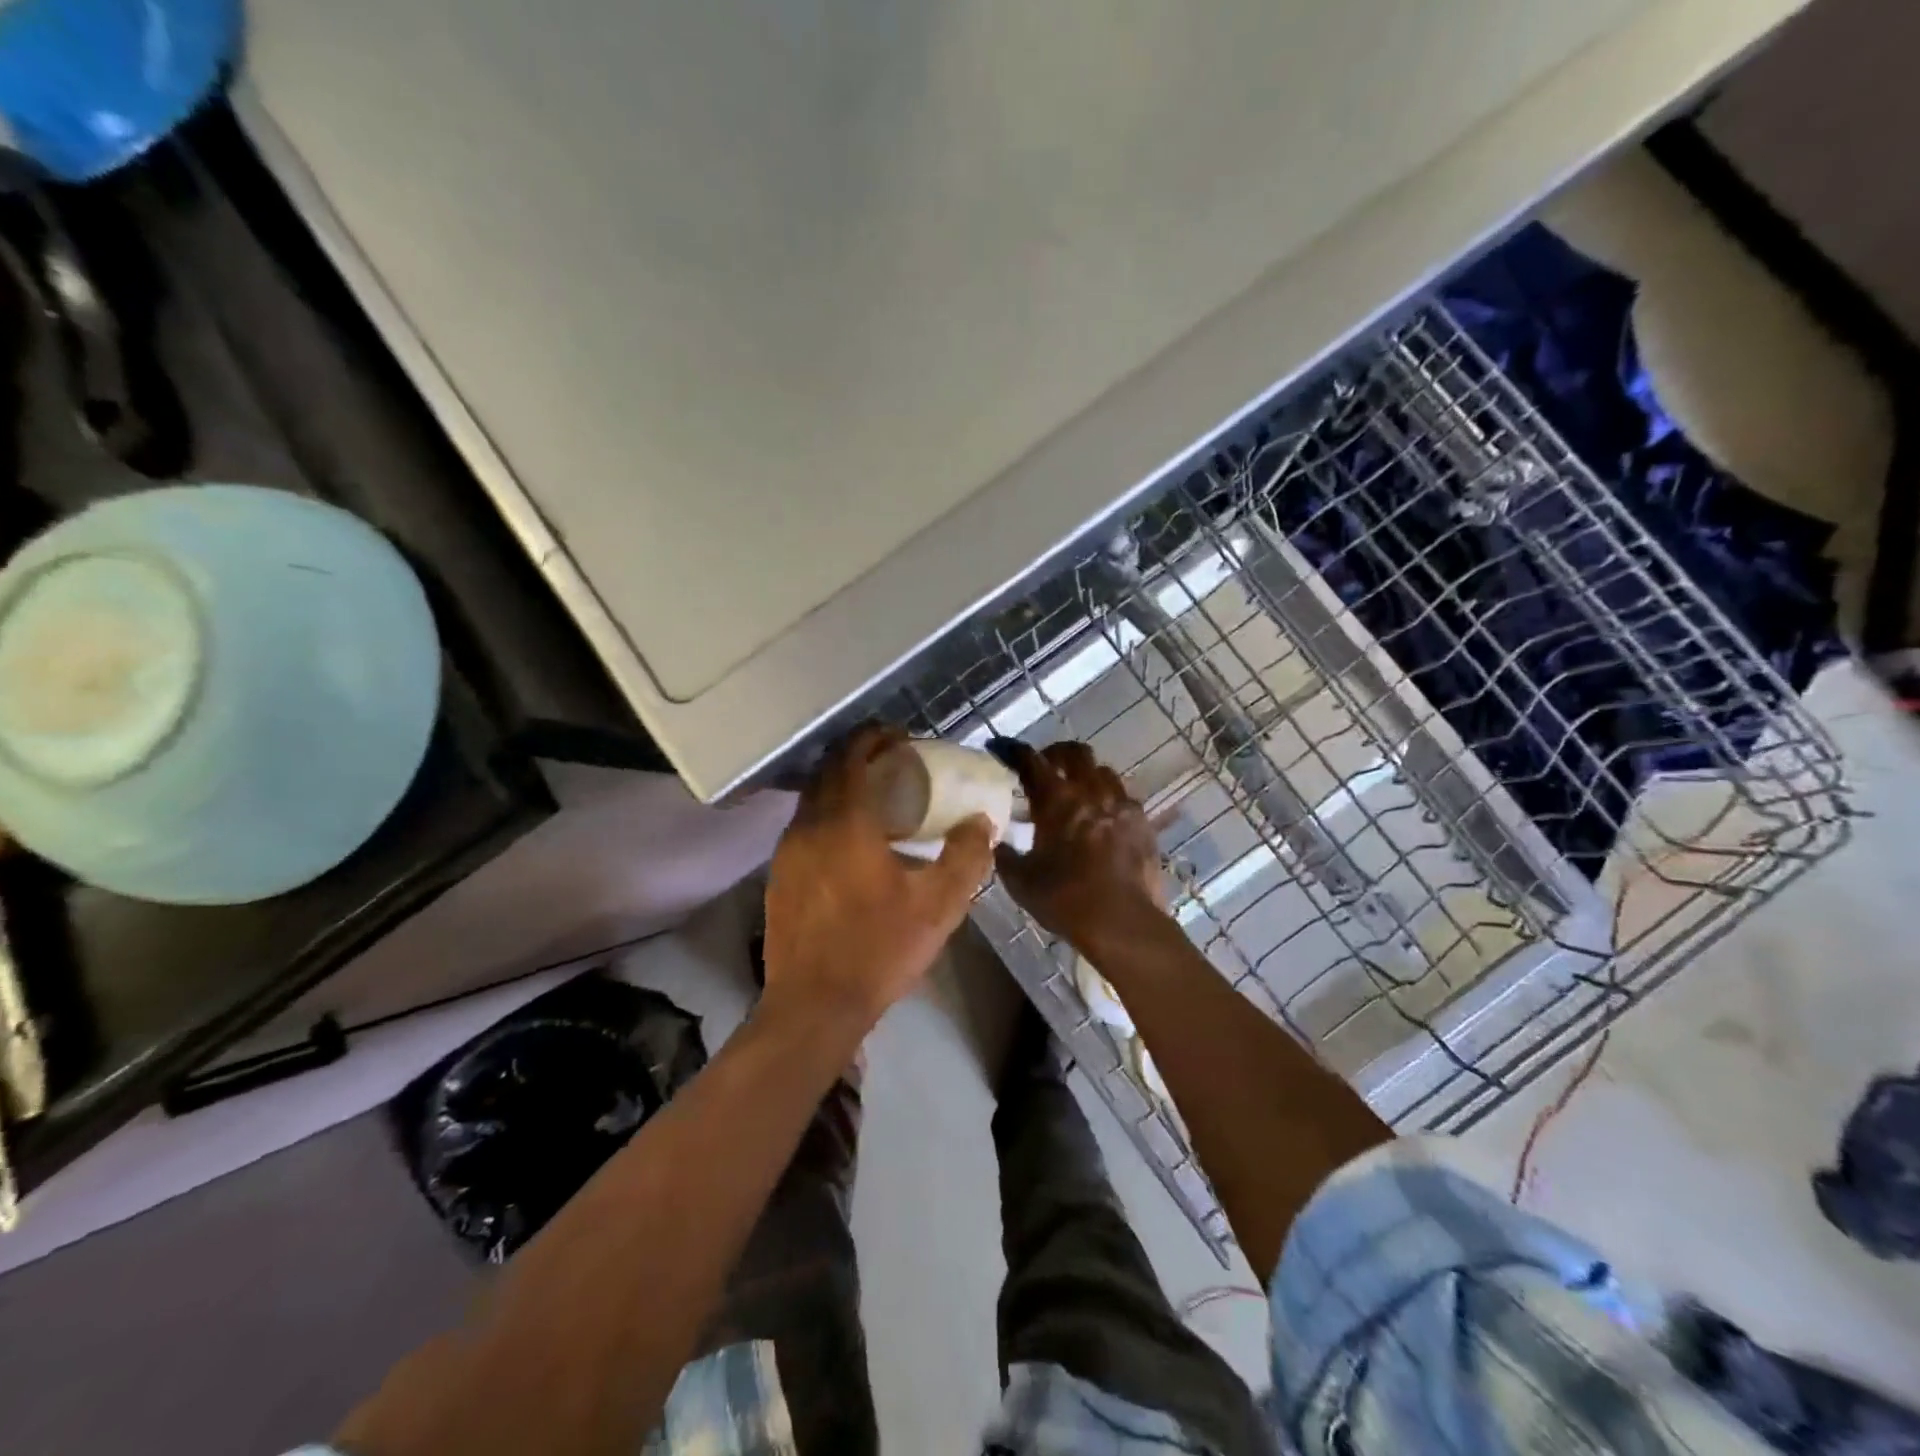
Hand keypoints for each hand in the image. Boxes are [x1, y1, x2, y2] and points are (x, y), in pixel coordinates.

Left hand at [762, 725, 994, 1033]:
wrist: (814, 1005)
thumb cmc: (879, 949)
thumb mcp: (939, 905)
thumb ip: (966, 856)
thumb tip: (981, 822)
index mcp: (845, 822)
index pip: (851, 755)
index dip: (874, 737)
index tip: (901, 738)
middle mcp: (808, 826)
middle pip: (828, 770)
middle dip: (858, 756)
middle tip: (893, 763)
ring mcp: (787, 852)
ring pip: (813, 798)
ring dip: (841, 786)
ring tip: (876, 800)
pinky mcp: (778, 876)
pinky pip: (804, 826)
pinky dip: (828, 815)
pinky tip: (852, 842)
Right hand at [991, 740, 1167, 951]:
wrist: (1123, 923)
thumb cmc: (1065, 900)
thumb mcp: (1020, 881)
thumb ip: (1005, 855)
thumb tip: (997, 843)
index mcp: (1056, 800)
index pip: (1030, 761)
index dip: (1013, 751)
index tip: (1001, 749)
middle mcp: (1090, 791)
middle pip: (1075, 752)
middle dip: (1056, 754)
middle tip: (1045, 768)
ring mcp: (1122, 804)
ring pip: (1103, 771)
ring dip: (1086, 775)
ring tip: (1078, 794)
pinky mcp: (1143, 823)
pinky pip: (1124, 797)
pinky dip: (1109, 800)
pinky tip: (1103, 820)